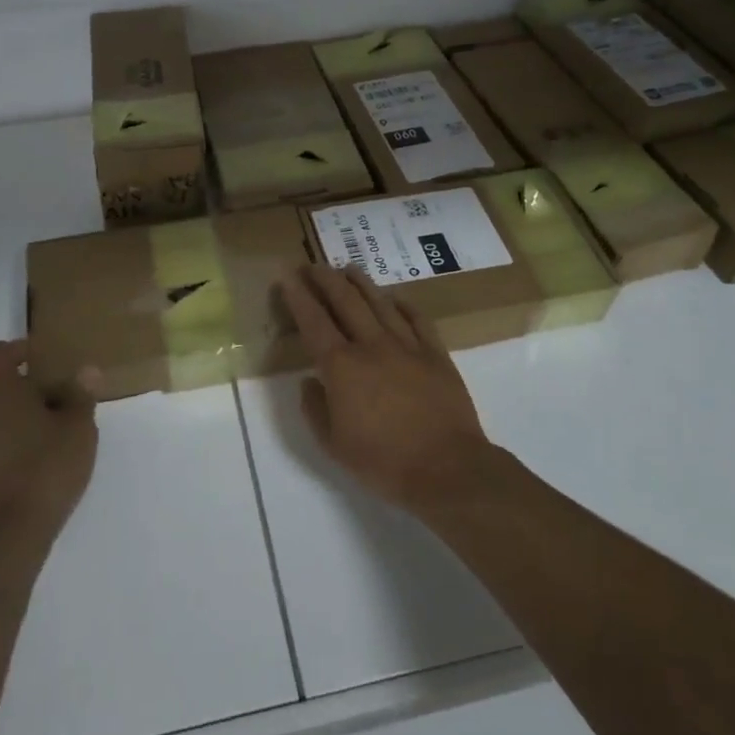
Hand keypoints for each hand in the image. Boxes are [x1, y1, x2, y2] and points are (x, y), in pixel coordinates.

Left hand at [0, 340, 98, 544]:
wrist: (12, 531)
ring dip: (1, 412)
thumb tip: (86, 369)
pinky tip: (34, 454)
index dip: (13, 349)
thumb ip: (81, 396)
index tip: (38, 359)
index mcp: (4, 394)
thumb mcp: (79, 429)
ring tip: (39, 423)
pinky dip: (3, 440)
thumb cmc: (48, 467)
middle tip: (31, 388)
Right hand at [280, 264, 497, 513]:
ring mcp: (408, 346)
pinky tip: (395, 296)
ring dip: (361, 282)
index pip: (313, 321)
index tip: (287, 275)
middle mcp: (372, 346)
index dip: (298, 296)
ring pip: (380, 303)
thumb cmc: (384, 462)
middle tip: (313, 265)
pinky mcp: (436, 355)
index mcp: (342, 367)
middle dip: (325, 279)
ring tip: (347, 268)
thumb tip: (309, 381)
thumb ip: (315, 409)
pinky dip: (404, 304)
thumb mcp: (333, 445)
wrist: (447, 469)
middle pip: (346, 301)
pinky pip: (418, 319)